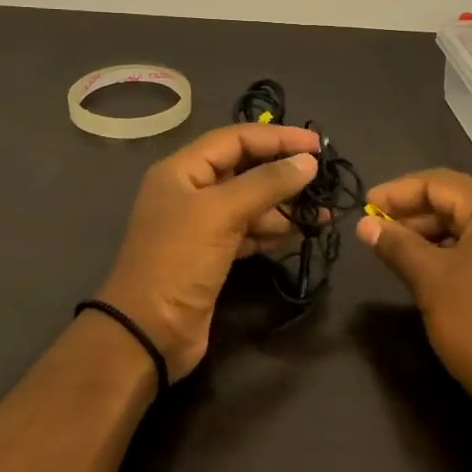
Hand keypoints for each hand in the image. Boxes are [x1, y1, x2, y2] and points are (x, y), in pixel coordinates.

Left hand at [96, 123, 321, 380]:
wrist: (148, 333)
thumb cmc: (179, 261)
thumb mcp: (221, 214)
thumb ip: (266, 183)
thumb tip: (308, 162)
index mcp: (182, 170)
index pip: (235, 138)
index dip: (277, 137)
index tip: (316, 145)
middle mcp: (190, 191)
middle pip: (244, 168)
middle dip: (282, 171)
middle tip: (323, 177)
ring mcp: (201, 225)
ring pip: (250, 202)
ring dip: (284, 205)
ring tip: (322, 212)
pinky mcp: (212, 255)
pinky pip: (249, 231)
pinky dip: (273, 230)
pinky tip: (300, 232)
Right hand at [357, 169, 471, 429]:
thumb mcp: (430, 281)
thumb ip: (396, 245)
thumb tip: (364, 226)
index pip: (439, 183)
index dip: (397, 193)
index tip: (364, 209)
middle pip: (457, 200)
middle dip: (414, 213)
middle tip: (376, 231)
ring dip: (433, 232)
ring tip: (396, 249)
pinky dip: (456, 249)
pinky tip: (430, 267)